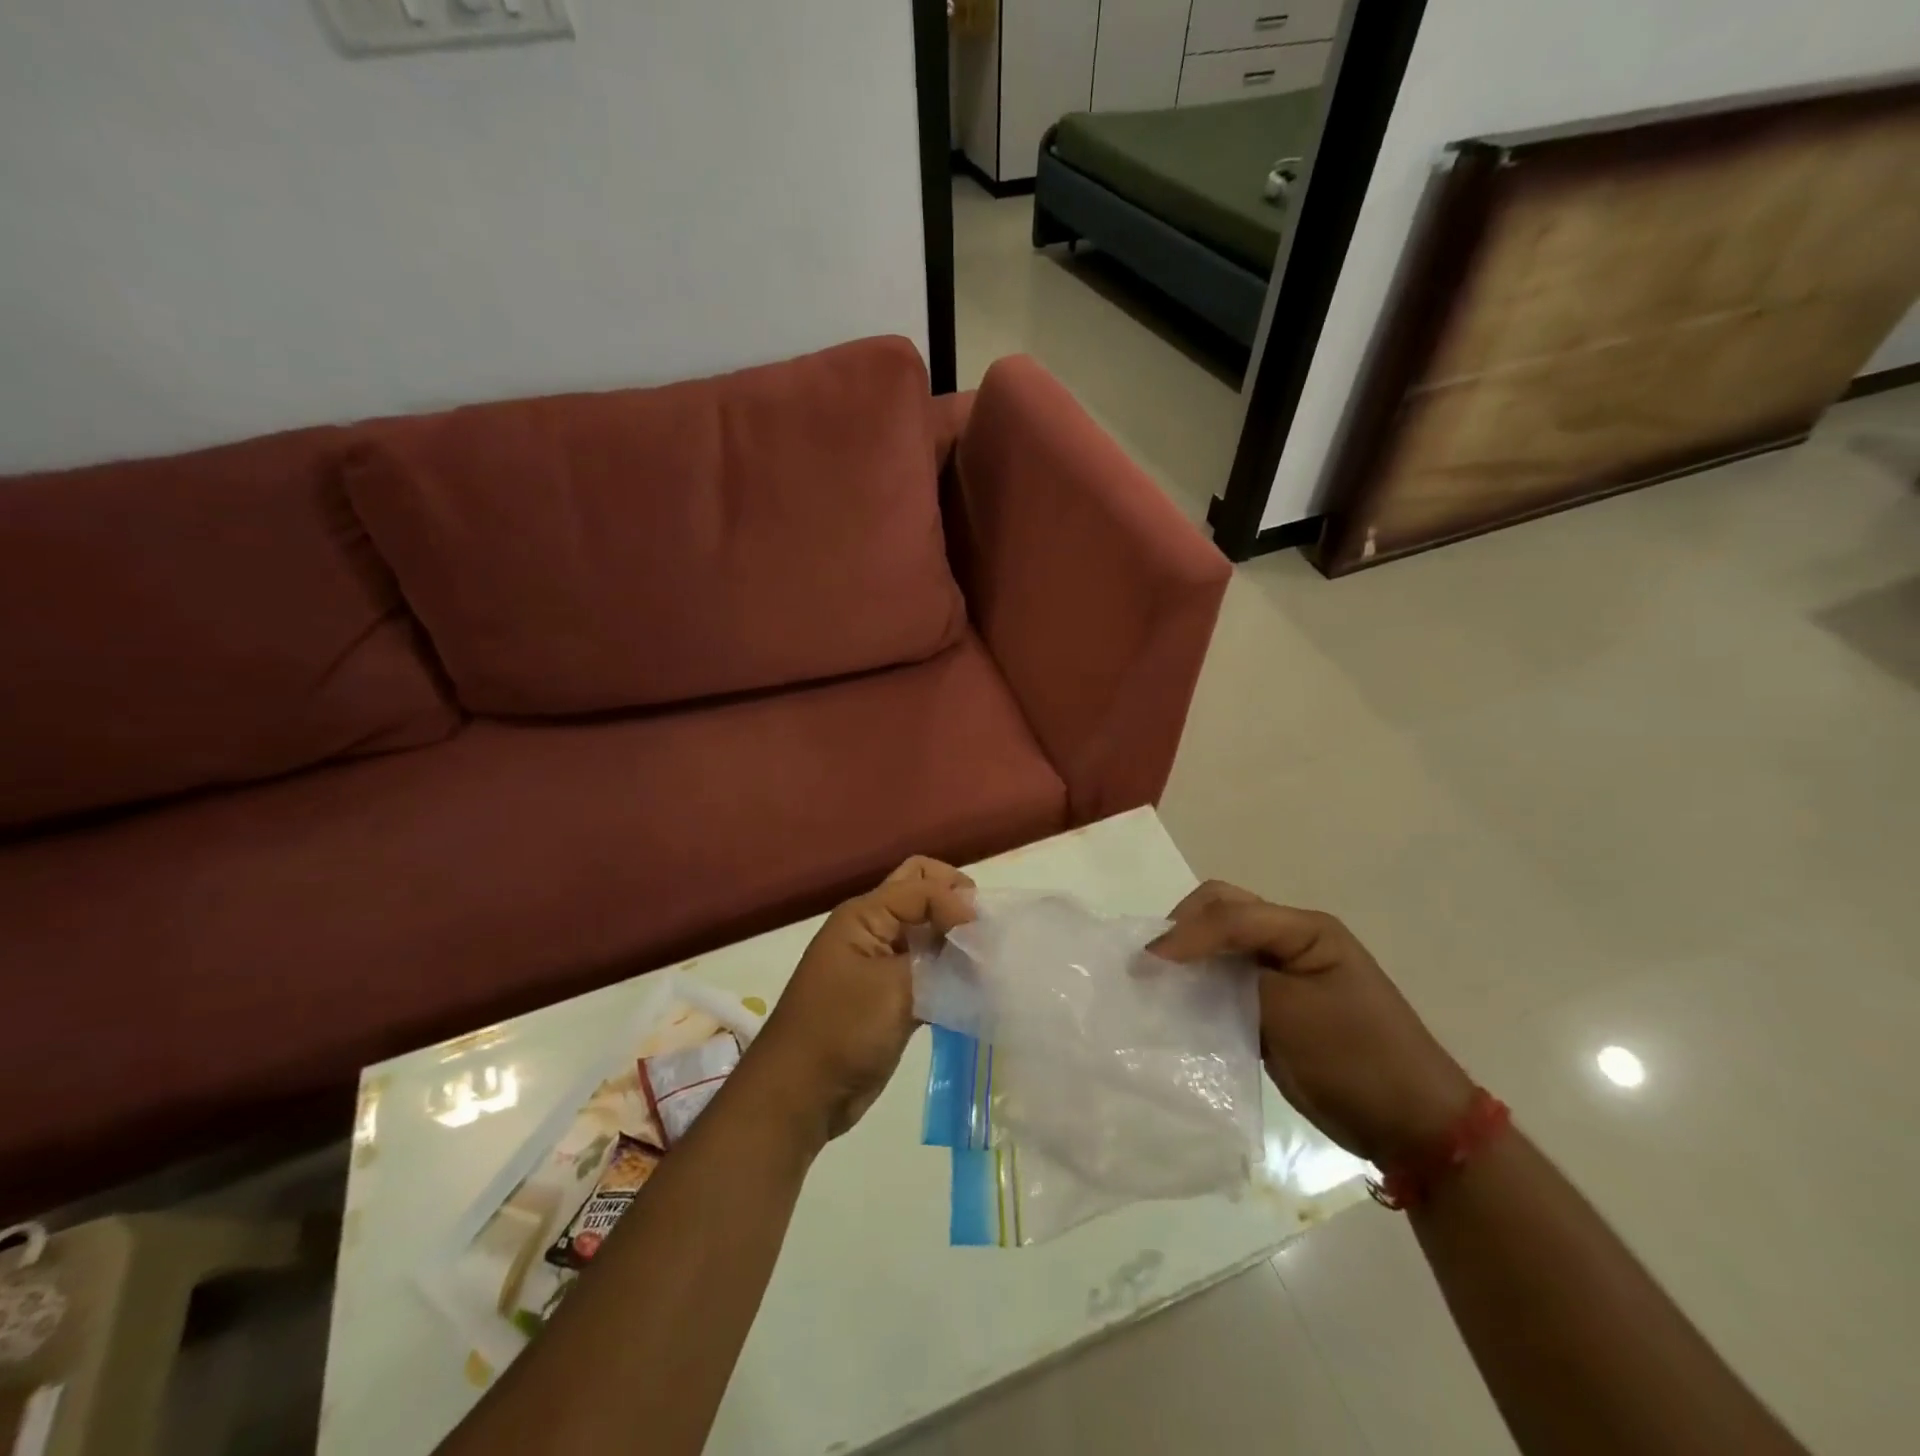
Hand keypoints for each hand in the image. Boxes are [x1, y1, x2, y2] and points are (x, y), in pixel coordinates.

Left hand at [746, 857, 974, 1145]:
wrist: (800, 1095)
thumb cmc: (841, 1030)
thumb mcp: (893, 987)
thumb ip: (939, 958)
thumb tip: (978, 938)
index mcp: (865, 915)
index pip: (922, 886)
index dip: (955, 902)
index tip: (982, 937)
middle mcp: (874, 929)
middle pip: (921, 893)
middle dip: (955, 903)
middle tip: (984, 932)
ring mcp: (883, 963)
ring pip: (928, 932)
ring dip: (956, 940)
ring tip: (987, 964)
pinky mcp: (893, 996)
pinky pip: (929, 969)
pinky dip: (952, 974)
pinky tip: (976, 990)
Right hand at [1150, 882, 1474, 1165]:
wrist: (1413, 1128)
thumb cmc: (1358, 1060)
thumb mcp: (1293, 1012)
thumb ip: (1234, 978)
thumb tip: (1174, 963)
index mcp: (1305, 929)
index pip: (1231, 912)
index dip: (1186, 932)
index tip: (1148, 962)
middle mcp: (1291, 940)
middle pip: (1223, 911)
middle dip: (1183, 929)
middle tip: (1149, 962)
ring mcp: (1283, 974)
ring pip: (1221, 944)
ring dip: (1188, 956)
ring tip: (1154, 979)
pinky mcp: (1273, 1006)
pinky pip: (1226, 981)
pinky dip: (1199, 986)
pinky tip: (1178, 1004)